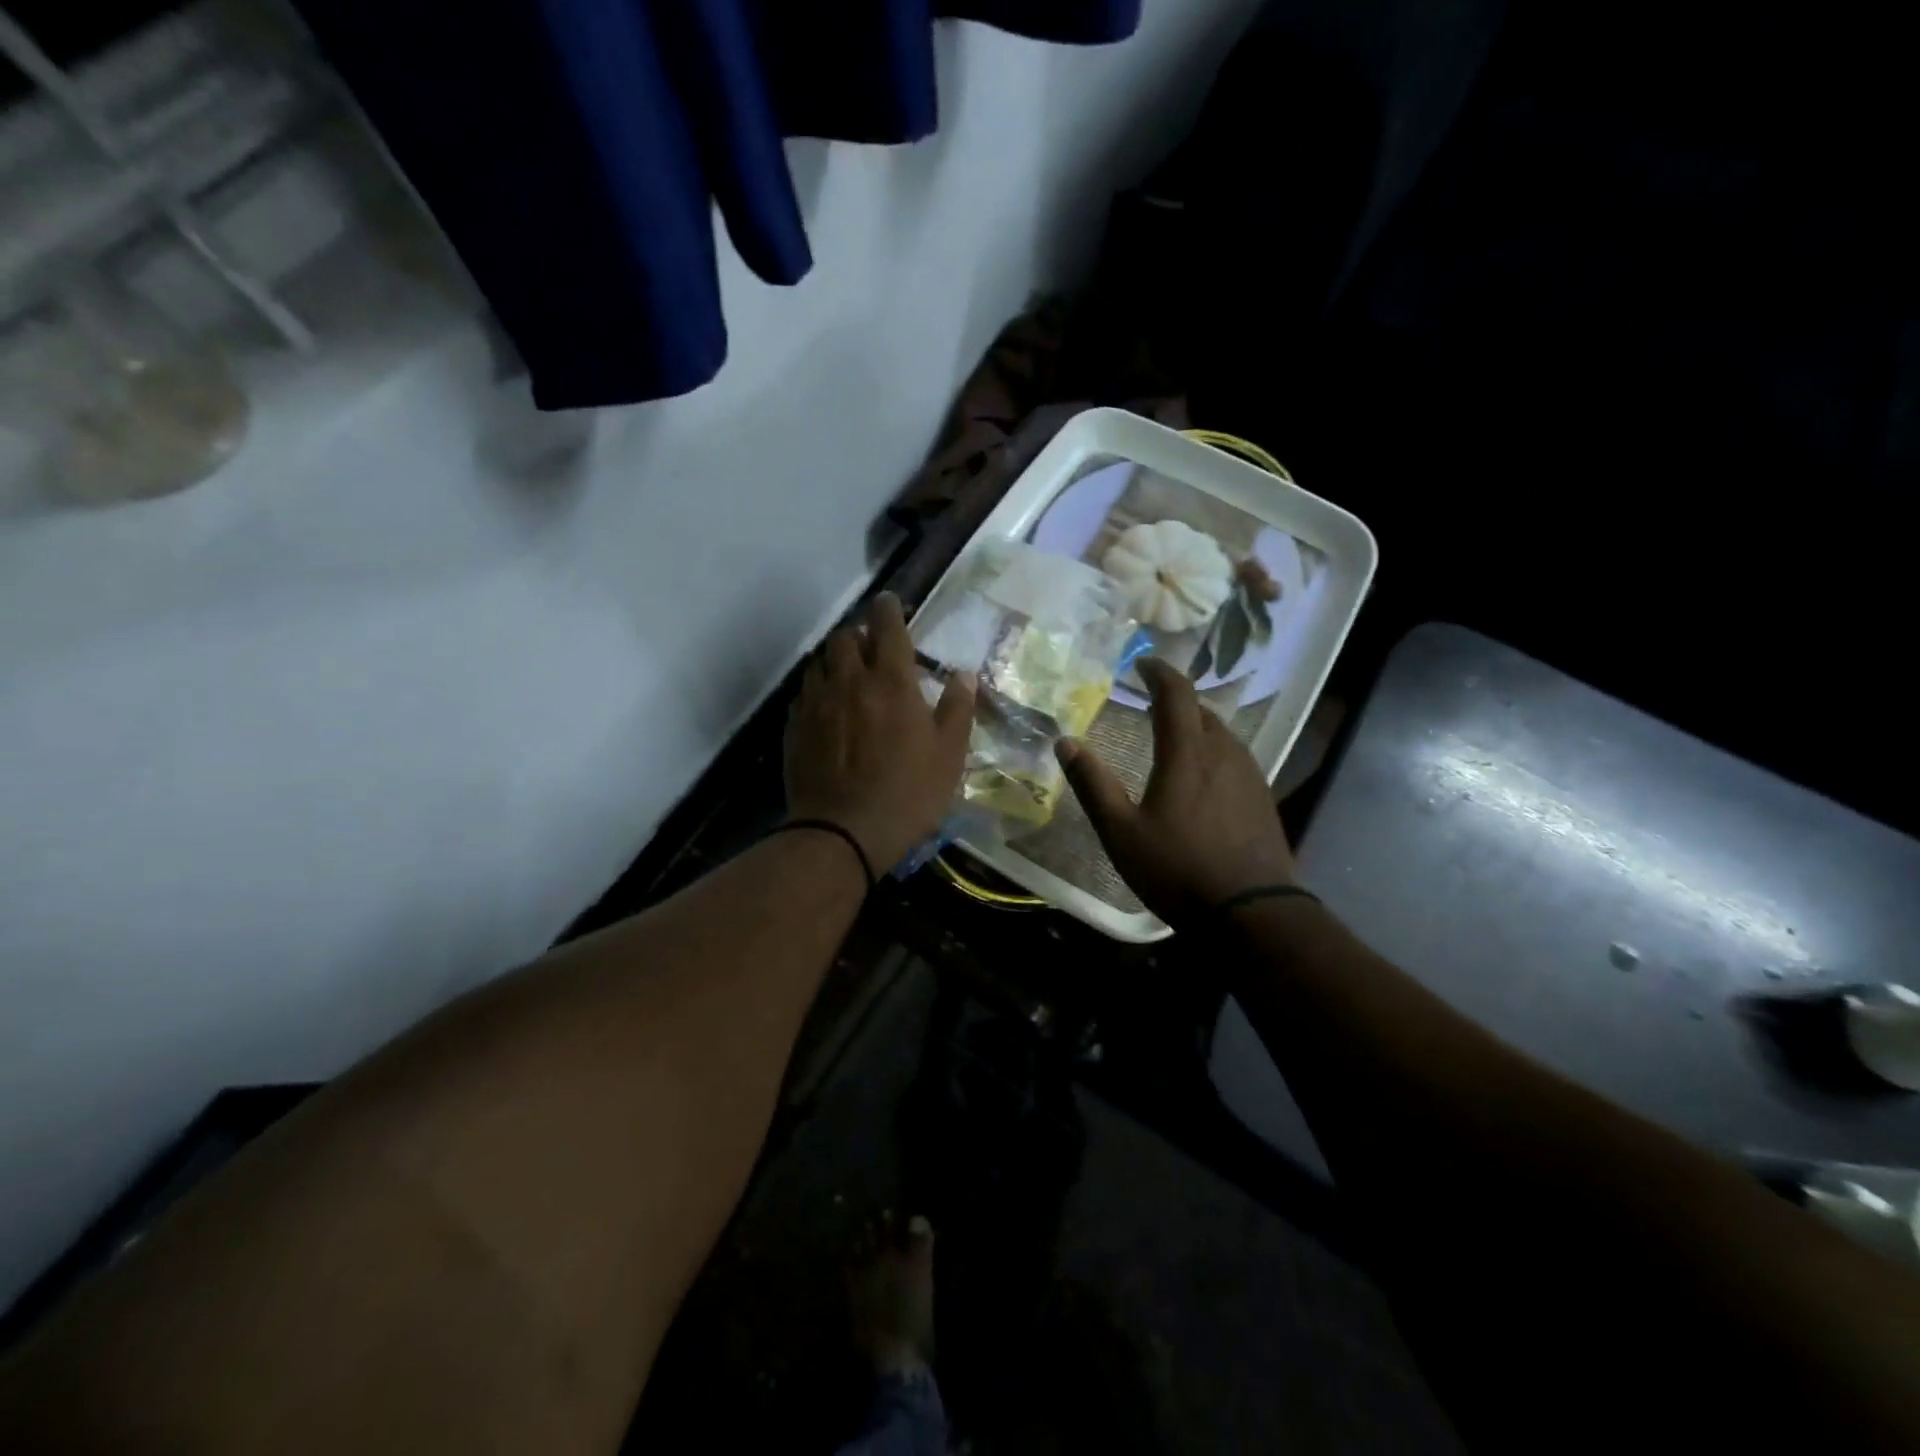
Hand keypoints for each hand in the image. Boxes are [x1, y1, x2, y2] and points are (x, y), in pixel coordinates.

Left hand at [785, 593, 975, 873]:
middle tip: (871, 644)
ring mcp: (817, 703)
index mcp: (891, 681)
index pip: (887, 627)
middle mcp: (850, 681)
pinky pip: (804, 693)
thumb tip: (964, 674)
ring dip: (835, 659)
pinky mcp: (795, 727)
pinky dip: (817, 689)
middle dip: (858, 632)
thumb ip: (957, 708)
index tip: (890, 602)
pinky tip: (826, 706)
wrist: (844, 831)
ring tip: (847, 672)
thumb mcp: (949, 754)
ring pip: (820, 662)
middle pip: (845, 637)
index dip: (889, 608)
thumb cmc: (908, 792)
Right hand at [1056, 658, 1295, 926]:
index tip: (1141, 664)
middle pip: (1202, 710)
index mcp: (1187, 753)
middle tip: (1150, 701)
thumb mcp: (1120, 832)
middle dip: (1176, 699)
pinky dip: (1213, 750)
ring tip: (1174, 735)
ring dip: (1196, 724)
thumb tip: (1064, 741)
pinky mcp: (1263, 797)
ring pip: (1221, 733)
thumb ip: (1092, 784)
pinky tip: (1204, 775)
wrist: (1252, 913)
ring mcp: (1249, 775)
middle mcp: (1223, 753)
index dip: (1158, 672)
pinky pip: (1235, 756)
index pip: (1176, 694)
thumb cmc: (1178, 870)